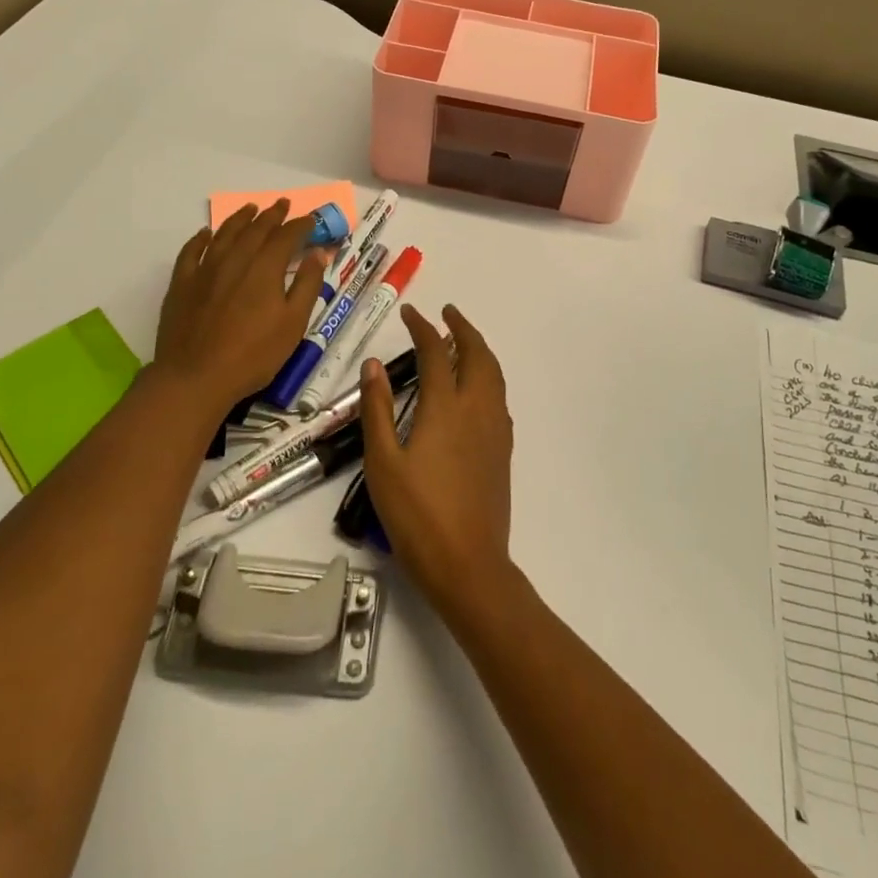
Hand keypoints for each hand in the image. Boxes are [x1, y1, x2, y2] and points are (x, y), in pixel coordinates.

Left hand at [153, 201, 324, 409]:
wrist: (195, 377)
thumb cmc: (253, 355)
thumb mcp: (293, 324)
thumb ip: (308, 285)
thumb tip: (319, 253)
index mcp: (265, 268)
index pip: (286, 236)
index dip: (300, 225)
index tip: (310, 219)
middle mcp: (235, 260)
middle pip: (255, 229)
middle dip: (271, 215)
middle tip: (282, 204)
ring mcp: (204, 270)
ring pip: (224, 234)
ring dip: (239, 218)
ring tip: (249, 208)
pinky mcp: (182, 284)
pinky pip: (191, 251)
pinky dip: (201, 238)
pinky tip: (205, 233)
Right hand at [360, 304, 514, 615]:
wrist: (468, 564)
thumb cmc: (417, 515)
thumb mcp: (383, 463)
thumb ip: (378, 410)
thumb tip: (374, 365)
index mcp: (446, 408)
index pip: (436, 352)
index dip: (423, 327)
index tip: (411, 313)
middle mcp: (477, 409)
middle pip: (477, 354)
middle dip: (463, 328)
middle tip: (447, 314)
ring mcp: (495, 430)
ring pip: (494, 374)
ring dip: (479, 349)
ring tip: (462, 341)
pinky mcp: (503, 450)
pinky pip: (499, 397)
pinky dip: (488, 376)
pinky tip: (475, 389)